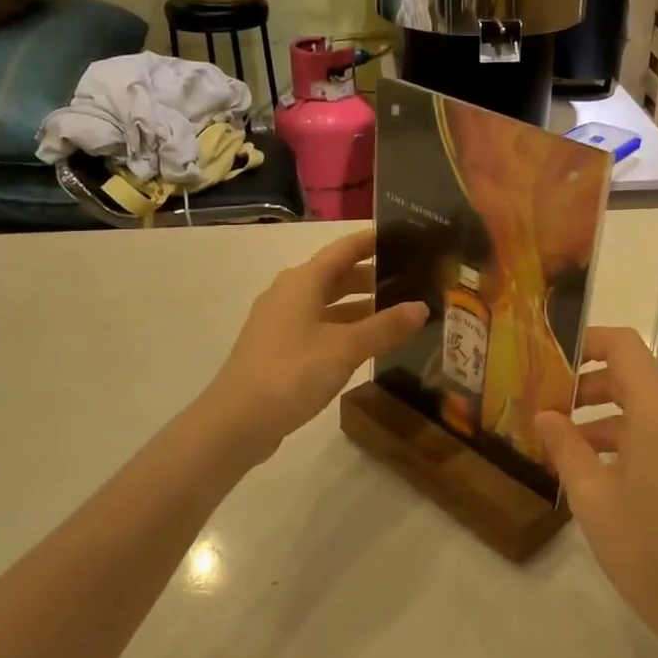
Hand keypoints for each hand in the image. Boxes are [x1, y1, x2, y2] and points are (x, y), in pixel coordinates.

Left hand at [205, 228, 427, 460]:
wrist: (236, 422)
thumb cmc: (291, 373)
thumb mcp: (345, 348)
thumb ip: (385, 327)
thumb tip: (422, 307)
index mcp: (303, 281)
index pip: (344, 248)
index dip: (372, 240)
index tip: (406, 235)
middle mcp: (290, 294)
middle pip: (337, 276)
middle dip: (374, 276)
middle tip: (414, 279)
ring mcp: (282, 323)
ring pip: (329, 305)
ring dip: (362, 307)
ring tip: (400, 314)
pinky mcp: (281, 350)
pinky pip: (321, 328)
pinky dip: (346, 329)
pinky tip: (369, 345)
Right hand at [536, 328, 657, 657]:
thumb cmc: (647, 550)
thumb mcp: (592, 497)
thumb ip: (566, 446)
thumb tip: (544, 414)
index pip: (624, 346)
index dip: (586, 342)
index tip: (549, 358)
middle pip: (632, 374)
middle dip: (586, 384)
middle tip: (543, 404)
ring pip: (643, 403)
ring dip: (602, 412)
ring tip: (559, 439)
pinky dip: (625, 434)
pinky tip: (592, 462)